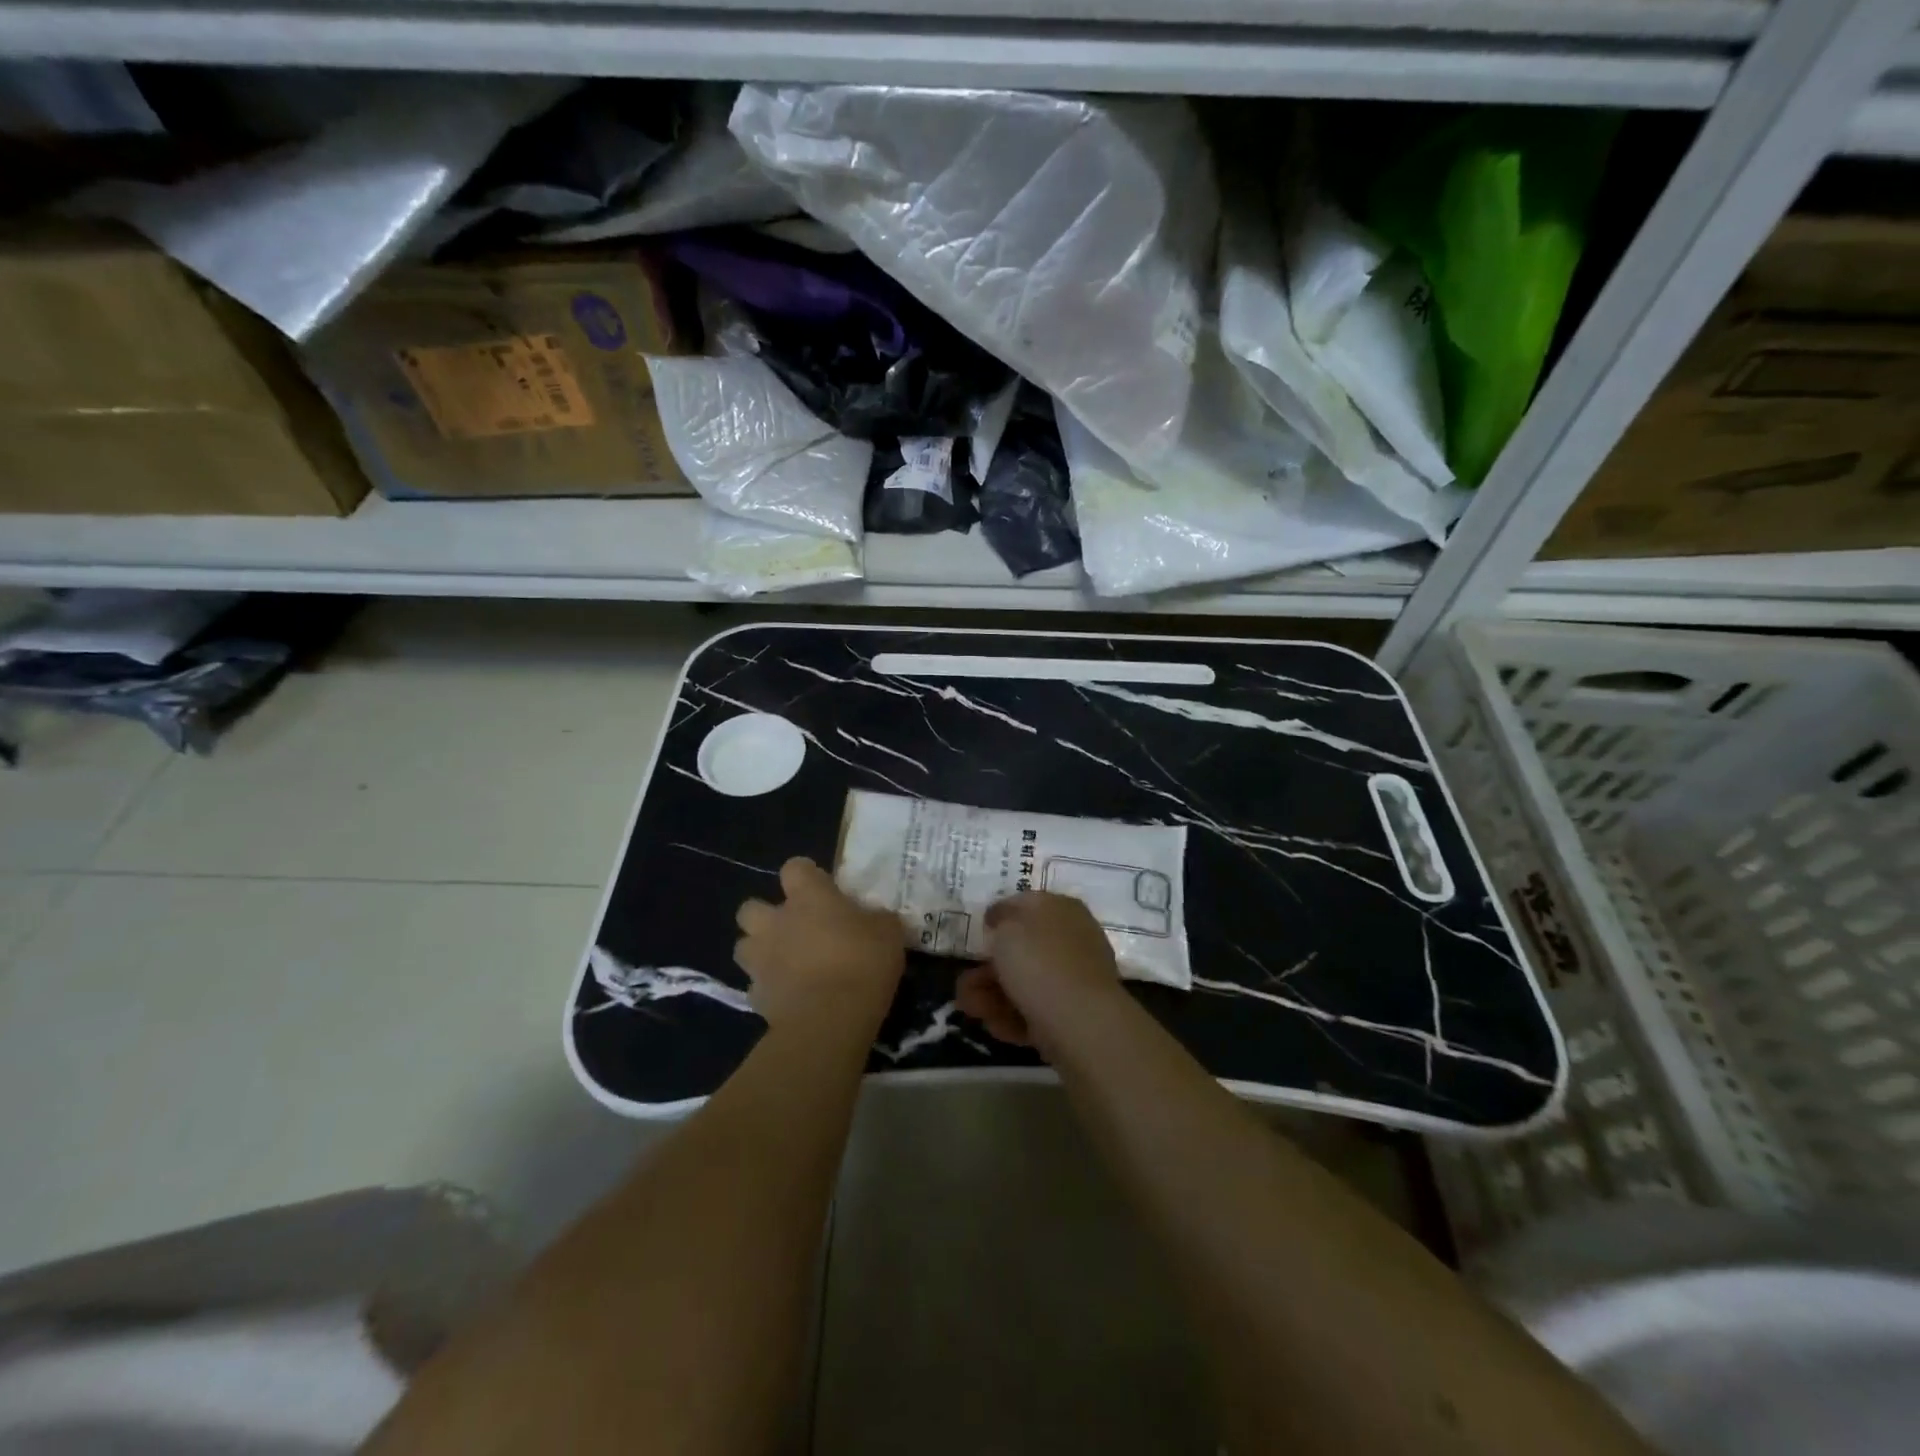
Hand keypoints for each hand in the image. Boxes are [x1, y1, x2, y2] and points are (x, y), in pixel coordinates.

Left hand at [735, 858, 905, 1027]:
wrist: (830, 1019)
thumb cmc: (863, 963)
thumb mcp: (888, 933)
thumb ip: (876, 919)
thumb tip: (874, 918)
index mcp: (808, 897)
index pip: (795, 868)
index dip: (806, 877)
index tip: (822, 890)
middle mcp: (776, 921)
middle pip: (750, 908)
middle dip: (766, 917)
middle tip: (794, 930)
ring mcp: (760, 959)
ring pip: (744, 946)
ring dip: (760, 951)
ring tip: (785, 964)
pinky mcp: (755, 995)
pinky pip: (756, 985)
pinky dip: (769, 988)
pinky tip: (789, 997)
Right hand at [956, 892, 1122, 1052]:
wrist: (1079, 1021)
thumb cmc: (1039, 962)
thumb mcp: (1008, 928)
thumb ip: (1001, 919)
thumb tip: (1002, 918)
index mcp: (1062, 908)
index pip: (1027, 904)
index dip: (1000, 915)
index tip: (979, 932)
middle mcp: (1072, 939)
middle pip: (1023, 950)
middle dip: (988, 968)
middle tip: (963, 984)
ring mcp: (1074, 979)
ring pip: (1025, 983)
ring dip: (992, 995)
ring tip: (969, 1007)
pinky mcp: (1072, 1014)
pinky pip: (1036, 1009)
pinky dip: (1012, 1016)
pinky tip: (994, 1025)